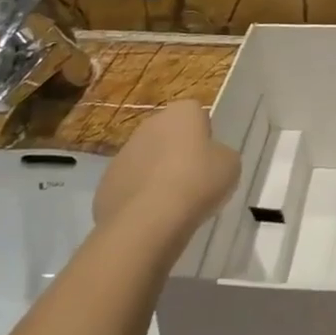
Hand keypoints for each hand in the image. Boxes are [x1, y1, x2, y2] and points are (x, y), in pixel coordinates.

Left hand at [94, 100, 239, 244]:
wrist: (147, 221)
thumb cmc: (197, 182)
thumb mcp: (230, 166)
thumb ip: (221, 155)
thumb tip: (210, 159)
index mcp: (181, 112)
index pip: (197, 114)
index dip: (205, 136)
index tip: (210, 158)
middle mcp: (149, 125)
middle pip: (169, 135)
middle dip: (178, 153)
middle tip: (193, 180)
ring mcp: (123, 154)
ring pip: (147, 160)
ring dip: (157, 175)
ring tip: (172, 204)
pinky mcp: (106, 183)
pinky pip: (130, 185)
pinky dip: (139, 197)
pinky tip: (151, 216)